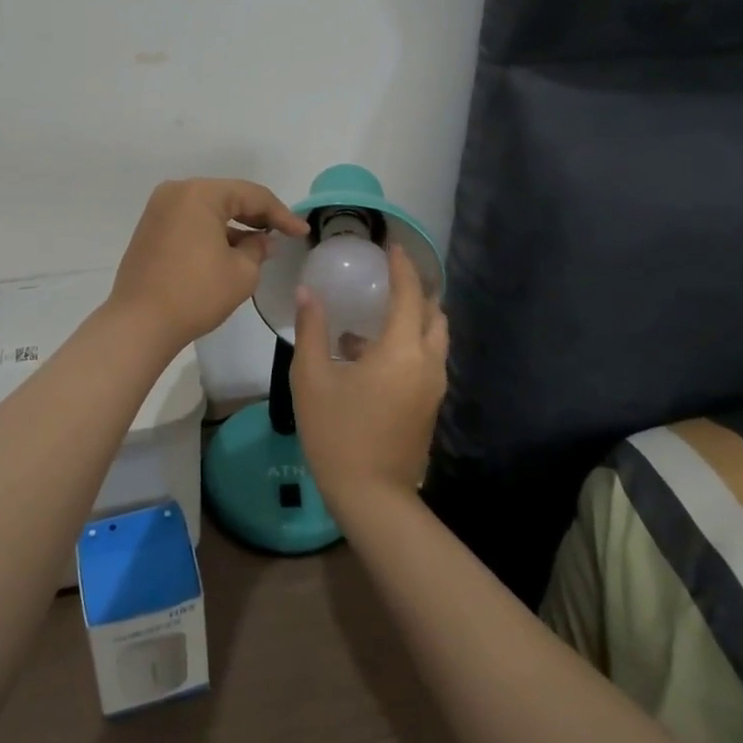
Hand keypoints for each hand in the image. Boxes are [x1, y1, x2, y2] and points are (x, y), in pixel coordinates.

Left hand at [108, 179, 308, 353]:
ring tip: (261, 245)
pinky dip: (213, 232)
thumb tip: (263, 241)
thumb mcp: (241, 272)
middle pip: (228, 197)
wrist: (140, 323)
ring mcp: (159, 210)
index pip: (252, 196)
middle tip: (285, 234)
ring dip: (235, 225)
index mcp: (200, 193)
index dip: (282, 214)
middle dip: (258, 216)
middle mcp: (176, 192)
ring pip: (209, 209)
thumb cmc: (196, 293)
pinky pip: (191, 221)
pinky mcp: (150, 229)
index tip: (303, 232)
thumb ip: (258, 249)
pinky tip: (231, 250)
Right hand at [291, 243, 447, 509]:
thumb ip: (312, 330)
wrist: (371, 496)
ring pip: (434, 338)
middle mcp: (427, 363)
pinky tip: (370, 353)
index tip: (391, 246)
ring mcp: (433, 387)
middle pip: (434, 314)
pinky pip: (426, 360)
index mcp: (402, 350)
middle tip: (390, 277)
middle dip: (416, 290)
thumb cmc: (337, 432)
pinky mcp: (429, 406)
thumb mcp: (312, 378)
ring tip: (378, 313)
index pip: (409, 294)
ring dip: (414, 318)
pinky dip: (410, 343)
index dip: (402, 267)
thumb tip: (308, 293)